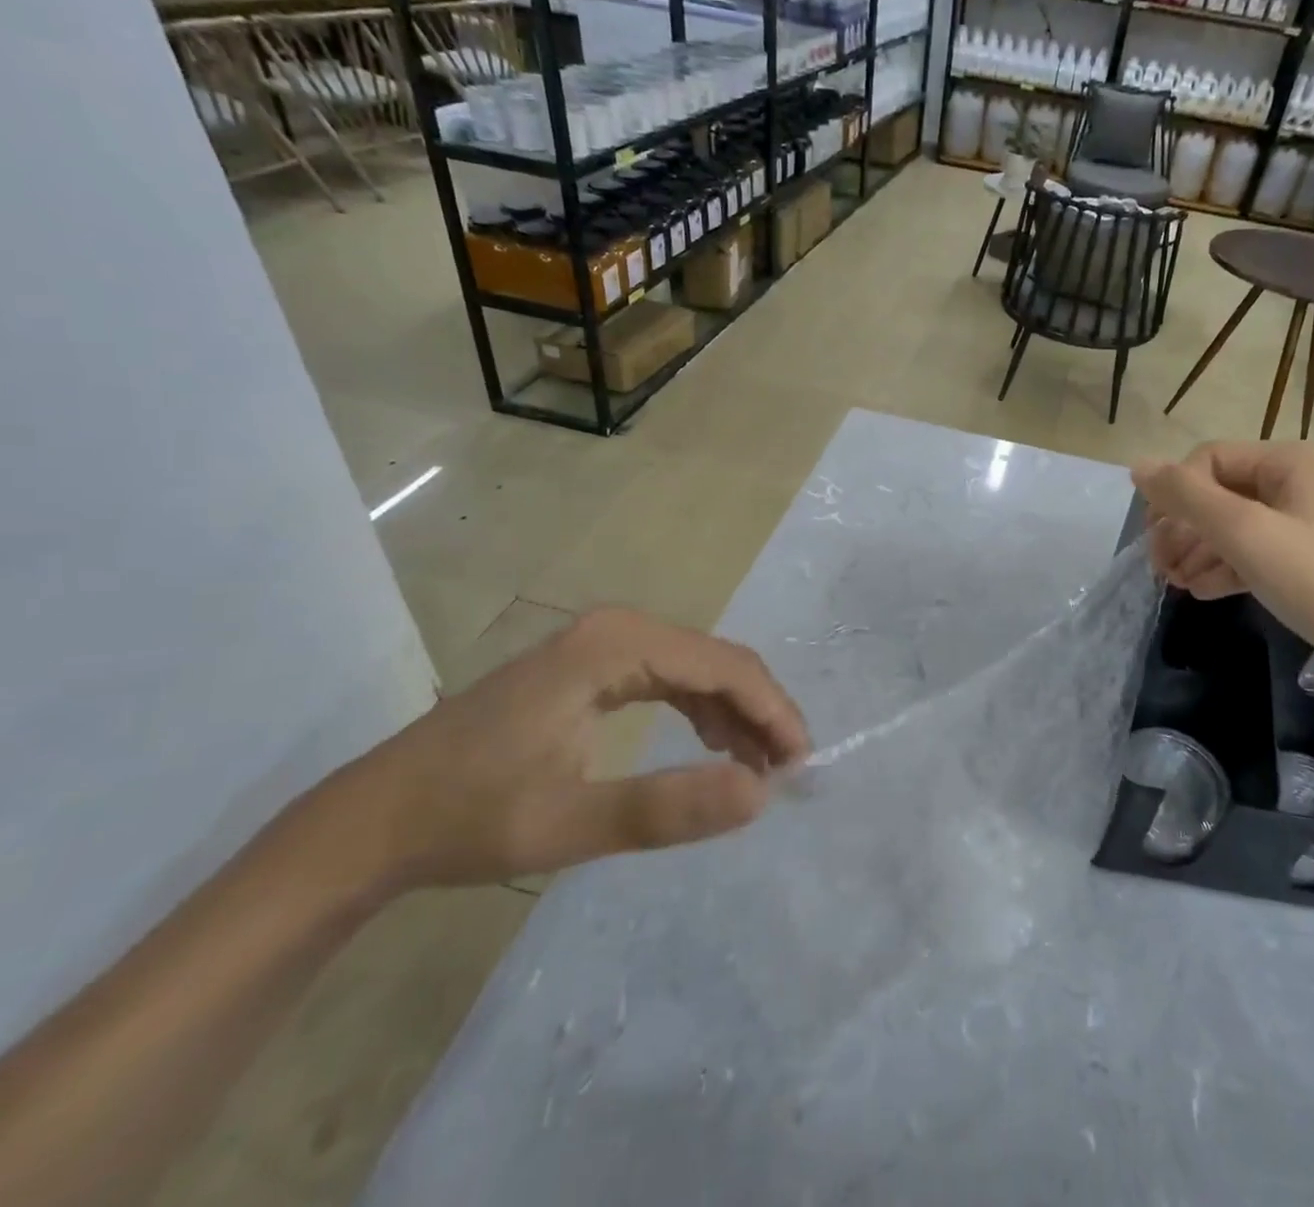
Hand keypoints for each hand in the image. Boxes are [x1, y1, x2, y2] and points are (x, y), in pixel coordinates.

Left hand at [306, 611, 809, 893]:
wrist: (374, 821)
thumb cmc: (468, 819)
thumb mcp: (568, 823)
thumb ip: (666, 808)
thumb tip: (761, 796)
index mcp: (617, 645)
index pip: (726, 666)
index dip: (773, 713)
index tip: (802, 765)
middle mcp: (619, 629)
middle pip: (719, 661)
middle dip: (761, 714)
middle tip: (787, 772)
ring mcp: (605, 643)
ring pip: (700, 669)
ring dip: (737, 715)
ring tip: (760, 768)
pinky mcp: (596, 665)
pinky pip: (673, 679)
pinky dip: (704, 712)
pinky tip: (715, 747)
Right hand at [1132, 441, 1313, 706]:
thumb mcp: (1245, 533)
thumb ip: (1187, 497)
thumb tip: (1137, 466)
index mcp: (1291, 462)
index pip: (1208, 460)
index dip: (1173, 495)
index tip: (1153, 539)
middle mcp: (1301, 484)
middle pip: (1220, 494)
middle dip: (1183, 528)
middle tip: (1158, 568)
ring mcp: (1310, 526)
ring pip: (1236, 527)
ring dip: (1199, 551)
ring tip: (1174, 584)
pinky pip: (1257, 555)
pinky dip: (1226, 569)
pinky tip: (1202, 591)